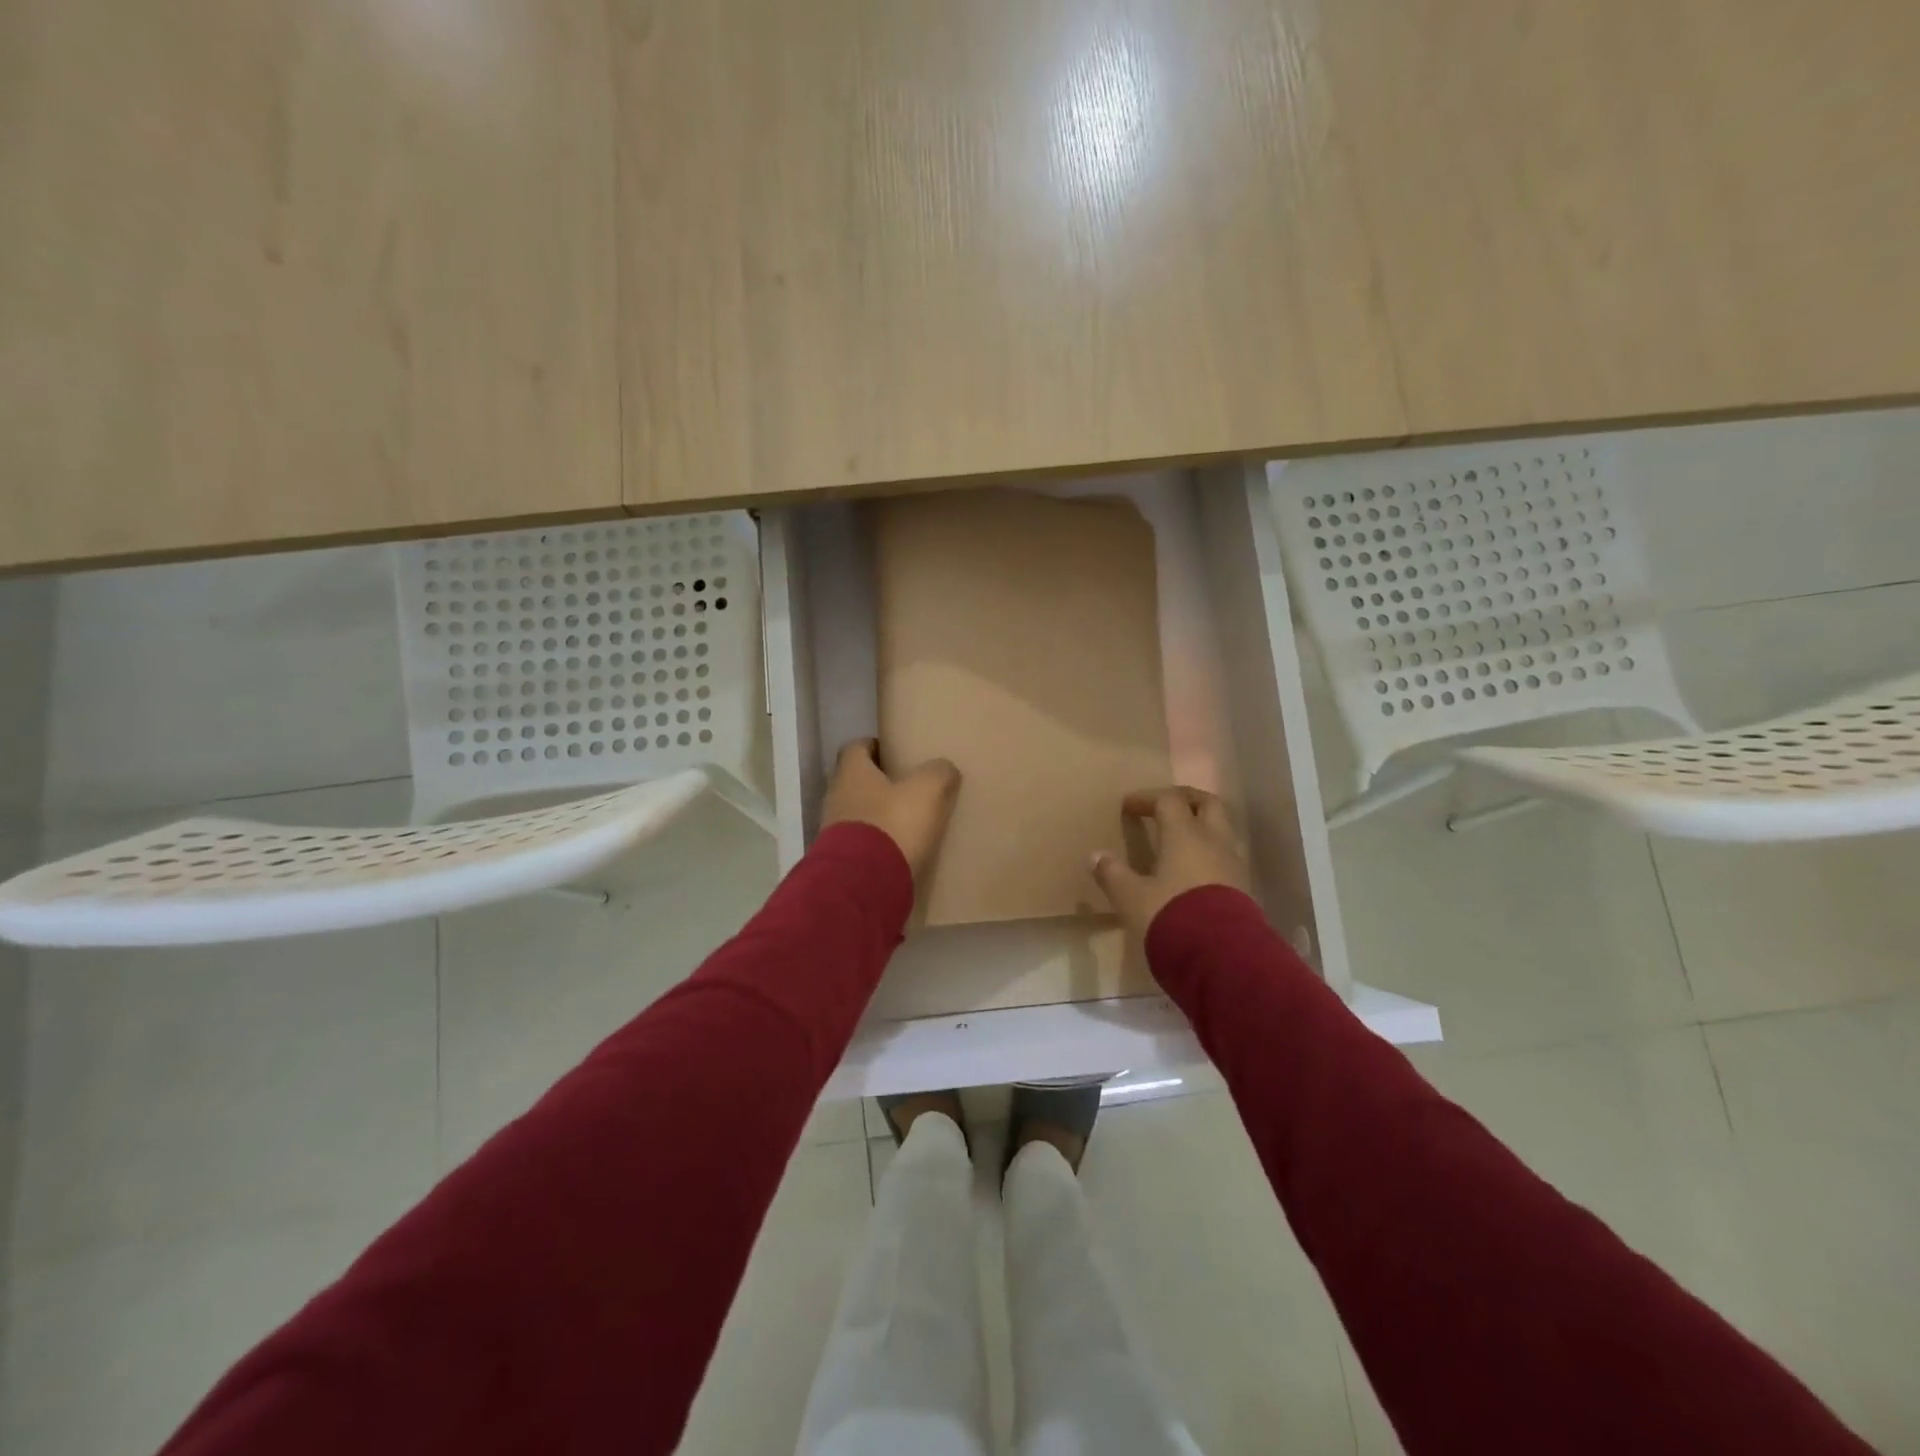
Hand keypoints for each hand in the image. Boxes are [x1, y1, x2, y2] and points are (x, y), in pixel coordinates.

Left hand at [822, 739, 961, 881]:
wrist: (863, 884)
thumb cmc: (893, 824)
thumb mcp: (927, 791)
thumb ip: (938, 773)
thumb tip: (944, 767)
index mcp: (852, 773)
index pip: (856, 748)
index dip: (874, 746)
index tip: (893, 751)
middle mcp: (836, 797)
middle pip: (855, 781)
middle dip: (877, 782)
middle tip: (906, 784)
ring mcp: (833, 831)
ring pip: (857, 813)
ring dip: (877, 814)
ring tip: (905, 818)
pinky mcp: (841, 860)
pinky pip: (861, 842)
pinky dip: (876, 842)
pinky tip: (898, 848)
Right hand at [1090, 787, 1251, 940]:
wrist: (1222, 959)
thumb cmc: (1170, 917)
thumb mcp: (1131, 898)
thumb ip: (1113, 874)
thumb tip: (1097, 856)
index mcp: (1184, 834)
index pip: (1168, 800)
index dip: (1147, 798)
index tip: (1128, 806)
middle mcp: (1213, 841)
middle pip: (1207, 804)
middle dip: (1185, 800)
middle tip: (1164, 807)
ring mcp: (1233, 865)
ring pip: (1221, 831)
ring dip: (1201, 828)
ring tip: (1178, 841)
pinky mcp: (1243, 890)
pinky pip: (1225, 858)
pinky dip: (1208, 854)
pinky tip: (1193, 873)